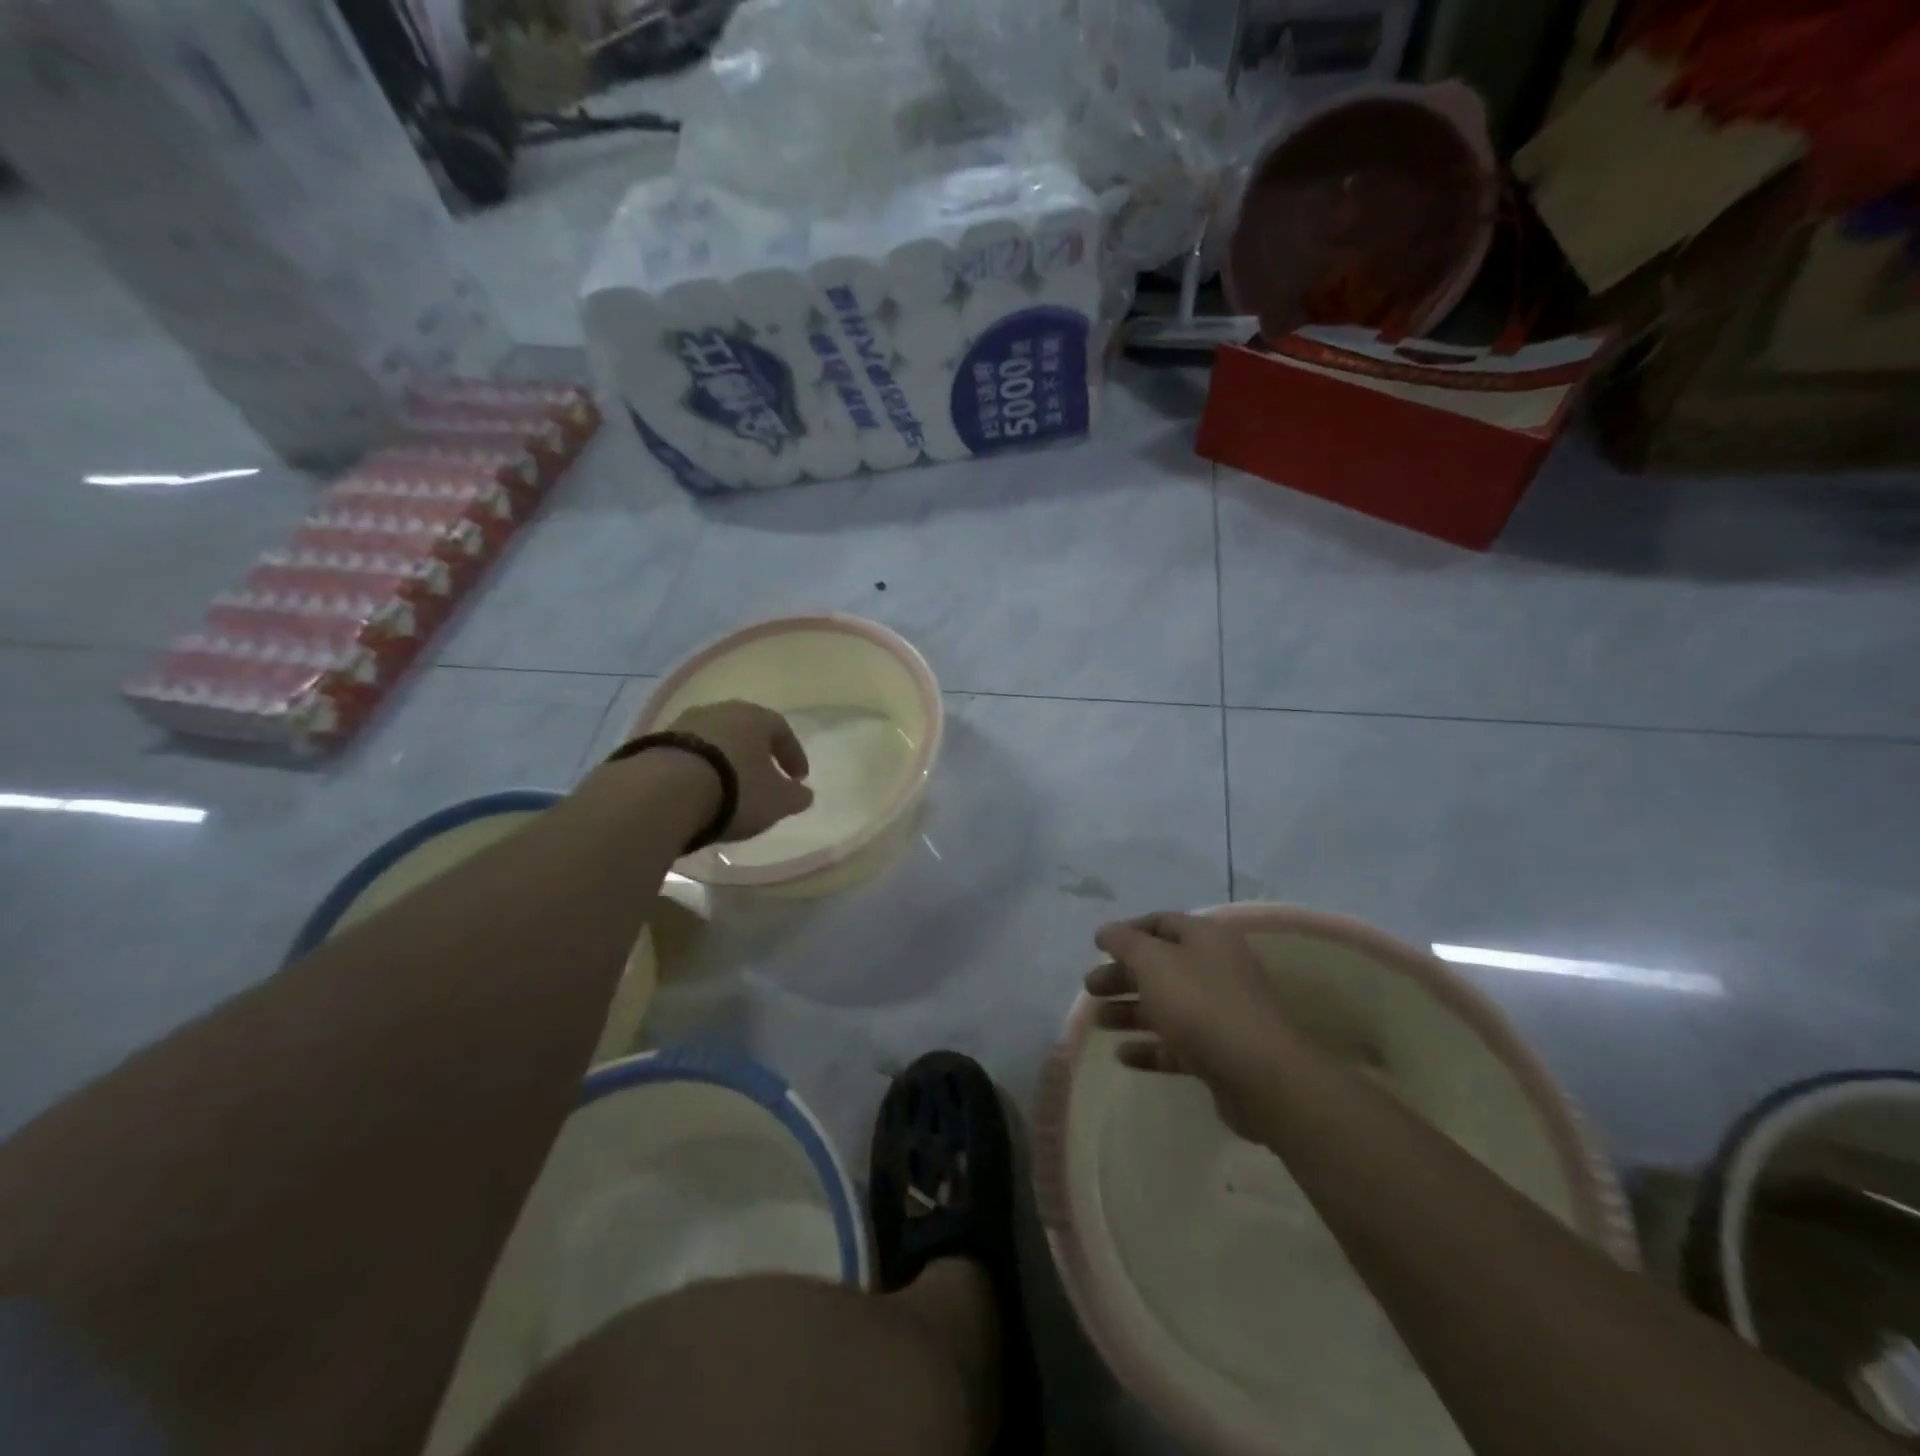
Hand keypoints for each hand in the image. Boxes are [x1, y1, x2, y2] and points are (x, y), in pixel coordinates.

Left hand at [666, 701, 812, 840]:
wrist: (664, 792)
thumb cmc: (735, 789)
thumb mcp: (777, 801)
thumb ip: (796, 796)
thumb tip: (803, 793)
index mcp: (754, 717)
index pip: (782, 730)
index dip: (793, 755)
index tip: (799, 778)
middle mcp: (719, 711)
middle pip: (745, 731)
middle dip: (757, 754)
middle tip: (764, 778)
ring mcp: (682, 724)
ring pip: (714, 741)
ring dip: (724, 761)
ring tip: (728, 788)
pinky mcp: (654, 744)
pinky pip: (687, 755)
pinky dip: (698, 770)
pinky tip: (698, 792)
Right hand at [1087, 912, 1297, 1136]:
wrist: (1259, 1074)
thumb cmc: (1200, 1004)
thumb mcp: (1154, 962)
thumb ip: (1125, 943)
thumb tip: (1106, 931)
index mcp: (1205, 938)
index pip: (1160, 922)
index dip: (1127, 931)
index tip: (1097, 946)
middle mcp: (1216, 969)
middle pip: (1160, 966)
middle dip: (1122, 975)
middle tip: (1090, 988)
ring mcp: (1220, 1012)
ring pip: (1167, 1005)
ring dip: (1130, 1011)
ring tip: (1098, 1022)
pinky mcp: (1220, 1052)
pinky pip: (1177, 1044)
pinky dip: (1150, 1047)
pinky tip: (1123, 1055)